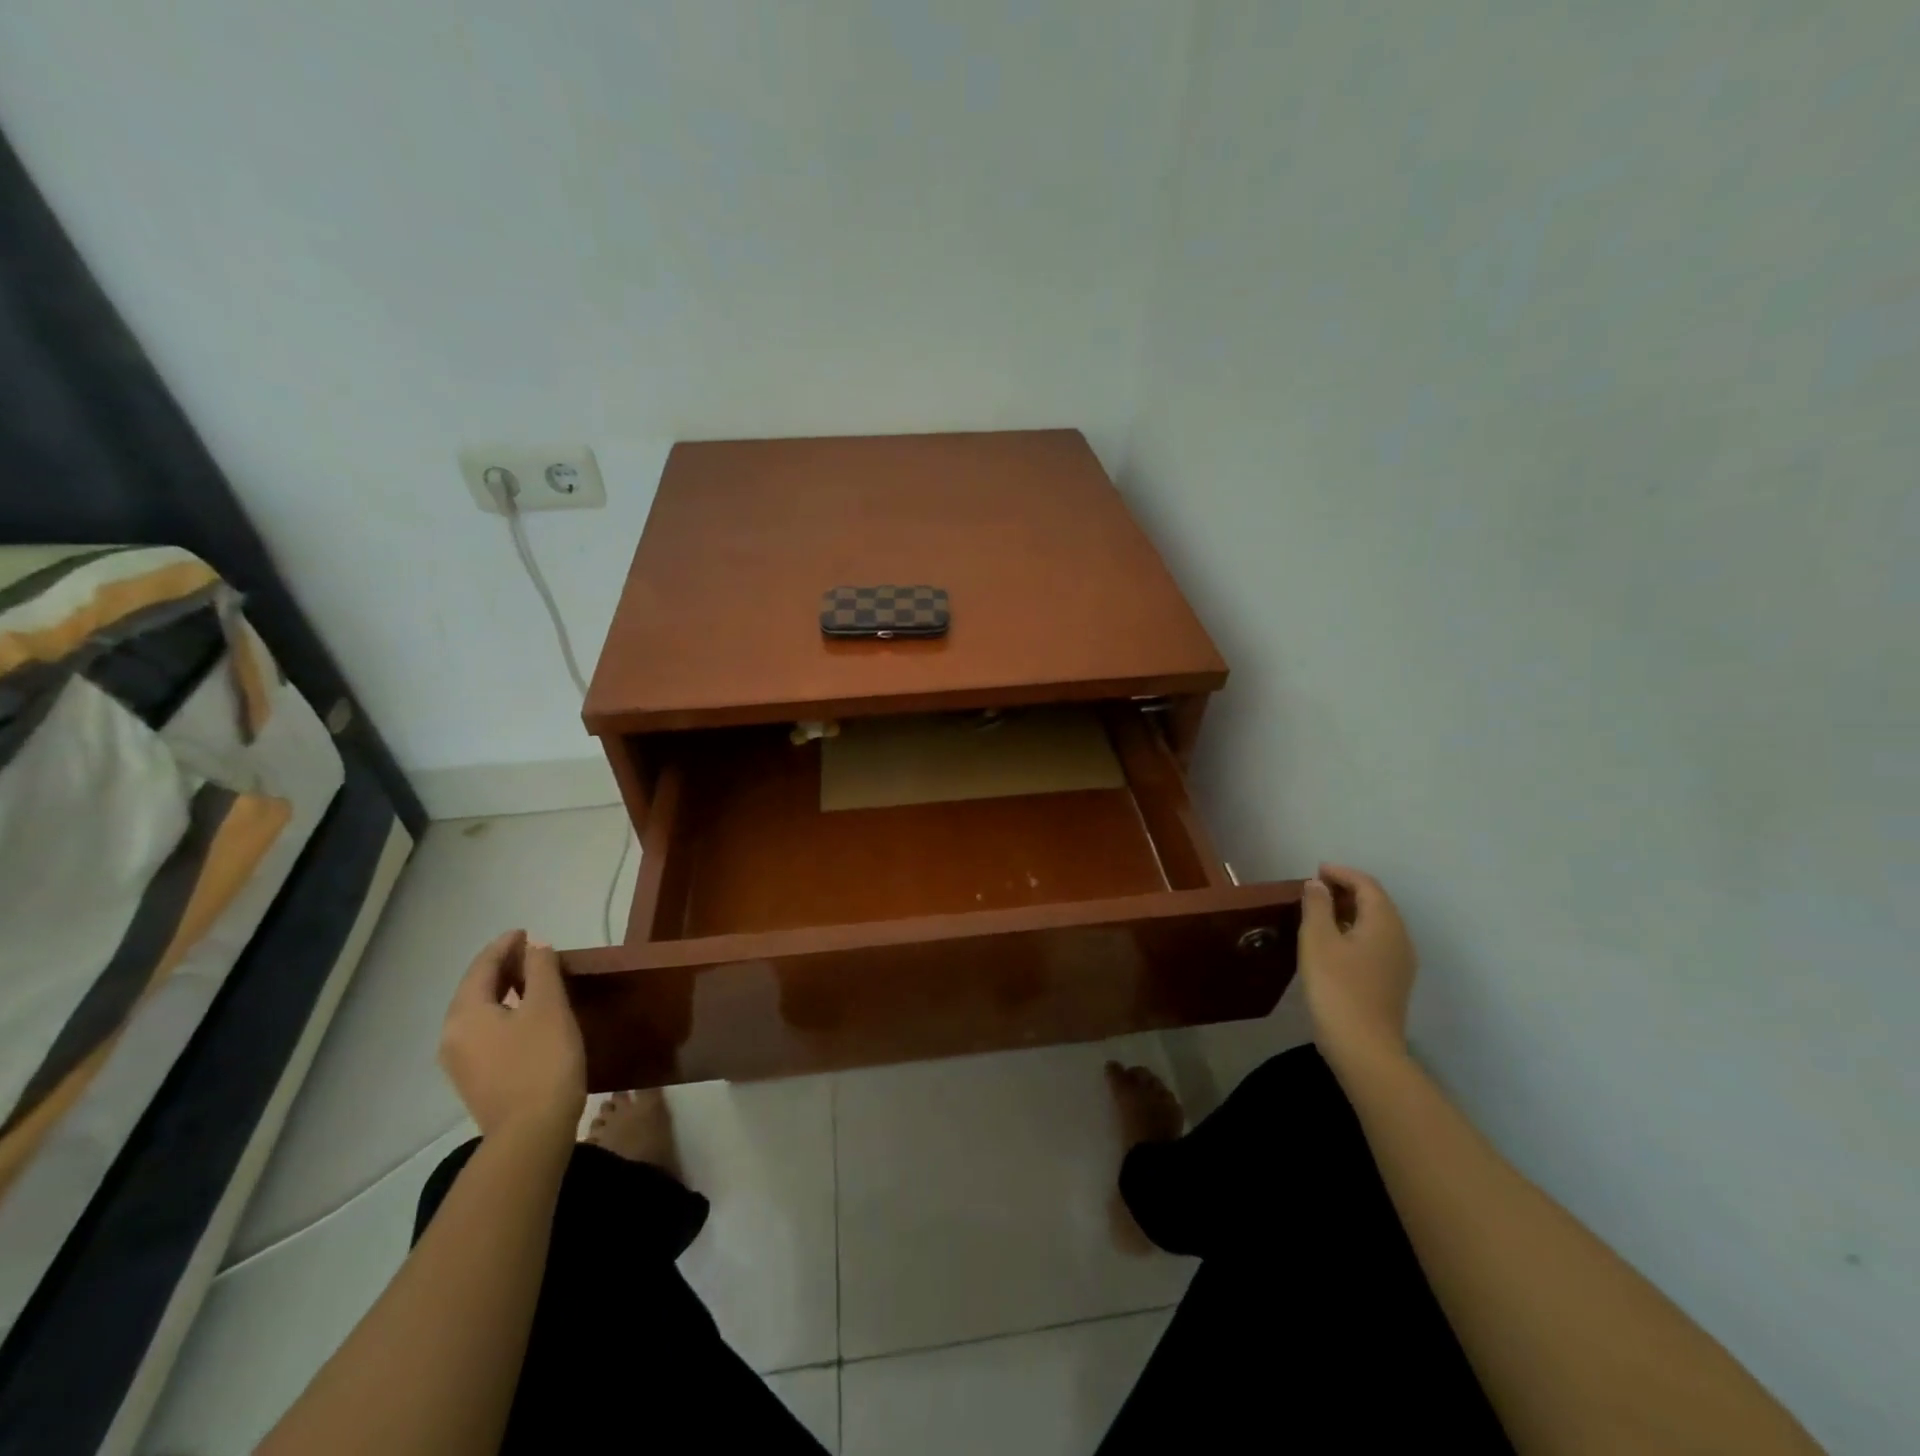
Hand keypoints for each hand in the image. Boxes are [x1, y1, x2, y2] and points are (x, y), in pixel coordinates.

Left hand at [439, 930, 586, 1142]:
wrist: (531, 1133)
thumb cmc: (542, 1061)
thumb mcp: (549, 1007)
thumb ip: (541, 970)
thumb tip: (535, 947)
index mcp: (465, 1013)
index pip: (482, 967)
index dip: (504, 945)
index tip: (525, 931)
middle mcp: (453, 1035)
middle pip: (475, 989)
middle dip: (502, 967)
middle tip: (532, 952)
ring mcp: (460, 1061)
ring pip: (480, 1012)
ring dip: (504, 990)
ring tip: (533, 979)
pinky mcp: (476, 1078)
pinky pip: (485, 1031)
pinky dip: (504, 1012)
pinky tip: (526, 1015)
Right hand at [1298, 864, 1417, 1067]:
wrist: (1363, 1048)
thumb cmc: (1336, 987)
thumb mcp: (1317, 940)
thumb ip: (1317, 906)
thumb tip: (1318, 884)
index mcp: (1384, 923)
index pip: (1367, 885)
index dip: (1342, 873)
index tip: (1315, 871)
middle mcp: (1399, 938)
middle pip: (1376, 902)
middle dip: (1347, 890)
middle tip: (1315, 889)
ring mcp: (1400, 962)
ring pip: (1377, 923)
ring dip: (1351, 911)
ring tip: (1320, 912)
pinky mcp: (1392, 981)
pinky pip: (1376, 942)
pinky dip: (1355, 930)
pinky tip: (1334, 942)